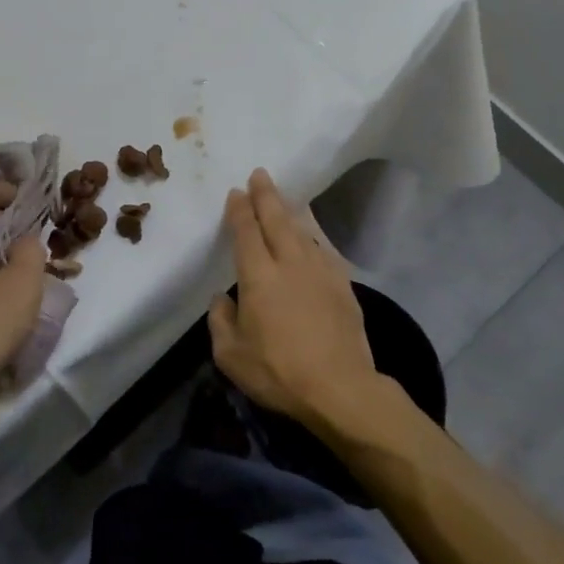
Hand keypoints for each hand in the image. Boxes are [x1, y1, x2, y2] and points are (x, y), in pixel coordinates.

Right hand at [209, 168, 381, 428]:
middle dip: (266, 195)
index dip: (240, 210)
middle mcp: (289, 263)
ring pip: (303, 230)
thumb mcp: (231, 356)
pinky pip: (323, 250)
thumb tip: (223, 298)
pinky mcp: (343, 285)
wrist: (340, 389)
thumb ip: (221, 321)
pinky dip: (314, 237)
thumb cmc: (279, 372)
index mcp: (258, 275)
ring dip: (291, 211)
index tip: (236, 192)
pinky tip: (311, 237)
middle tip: (260, 175)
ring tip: (284, 199)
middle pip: (276, 219)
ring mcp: (320, 271)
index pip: (246, 231)